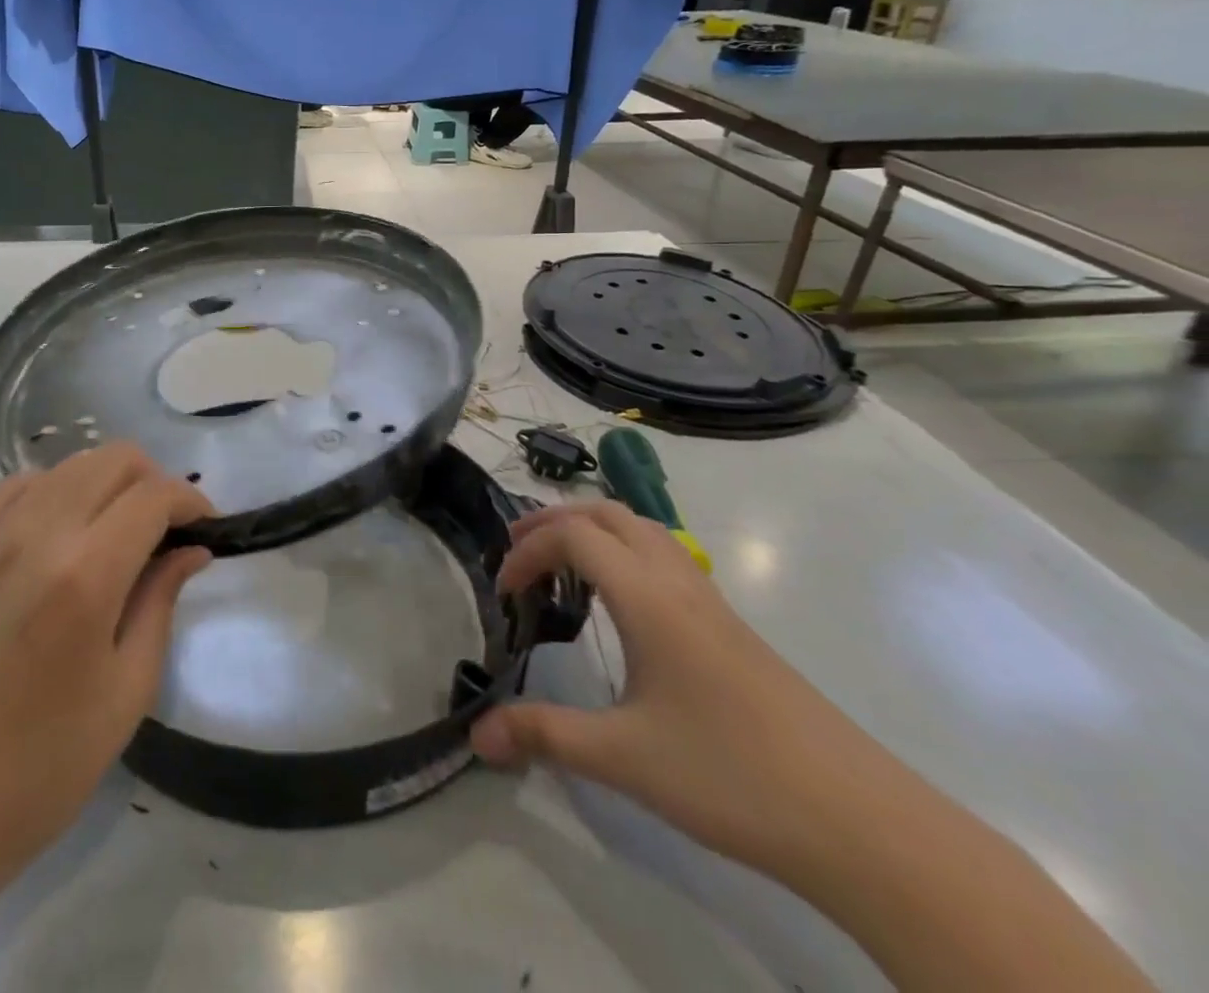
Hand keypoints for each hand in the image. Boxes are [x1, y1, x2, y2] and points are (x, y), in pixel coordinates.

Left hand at [0, 445, 212, 874]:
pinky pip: (20, 485)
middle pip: (113, 459)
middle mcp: (37, 533)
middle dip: (153, 482)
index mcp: (85, 574)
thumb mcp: (126, 691)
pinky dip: (55, 490)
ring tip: (117, 533)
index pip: (154, 496)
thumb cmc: (41, 766)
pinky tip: (61, 533)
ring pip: (69, 464)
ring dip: (107, 483)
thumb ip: (161, 602)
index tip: (207, 528)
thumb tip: (192, 548)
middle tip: (166, 531)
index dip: (191, 501)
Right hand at [471, 502, 892, 876]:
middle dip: (555, 521)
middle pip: (608, 514)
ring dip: (594, 531)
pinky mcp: (734, 630)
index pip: (574, 536)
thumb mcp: (623, 758)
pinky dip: (626, 555)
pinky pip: (667, 559)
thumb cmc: (731, 775)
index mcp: (648, 598)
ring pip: (644, 531)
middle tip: (518, 552)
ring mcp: (712, 604)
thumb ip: (544, 735)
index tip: (504, 593)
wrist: (863, 824)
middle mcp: (679, 584)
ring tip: (563, 568)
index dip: (528, 551)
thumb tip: (476, 735)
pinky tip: (622, 608)